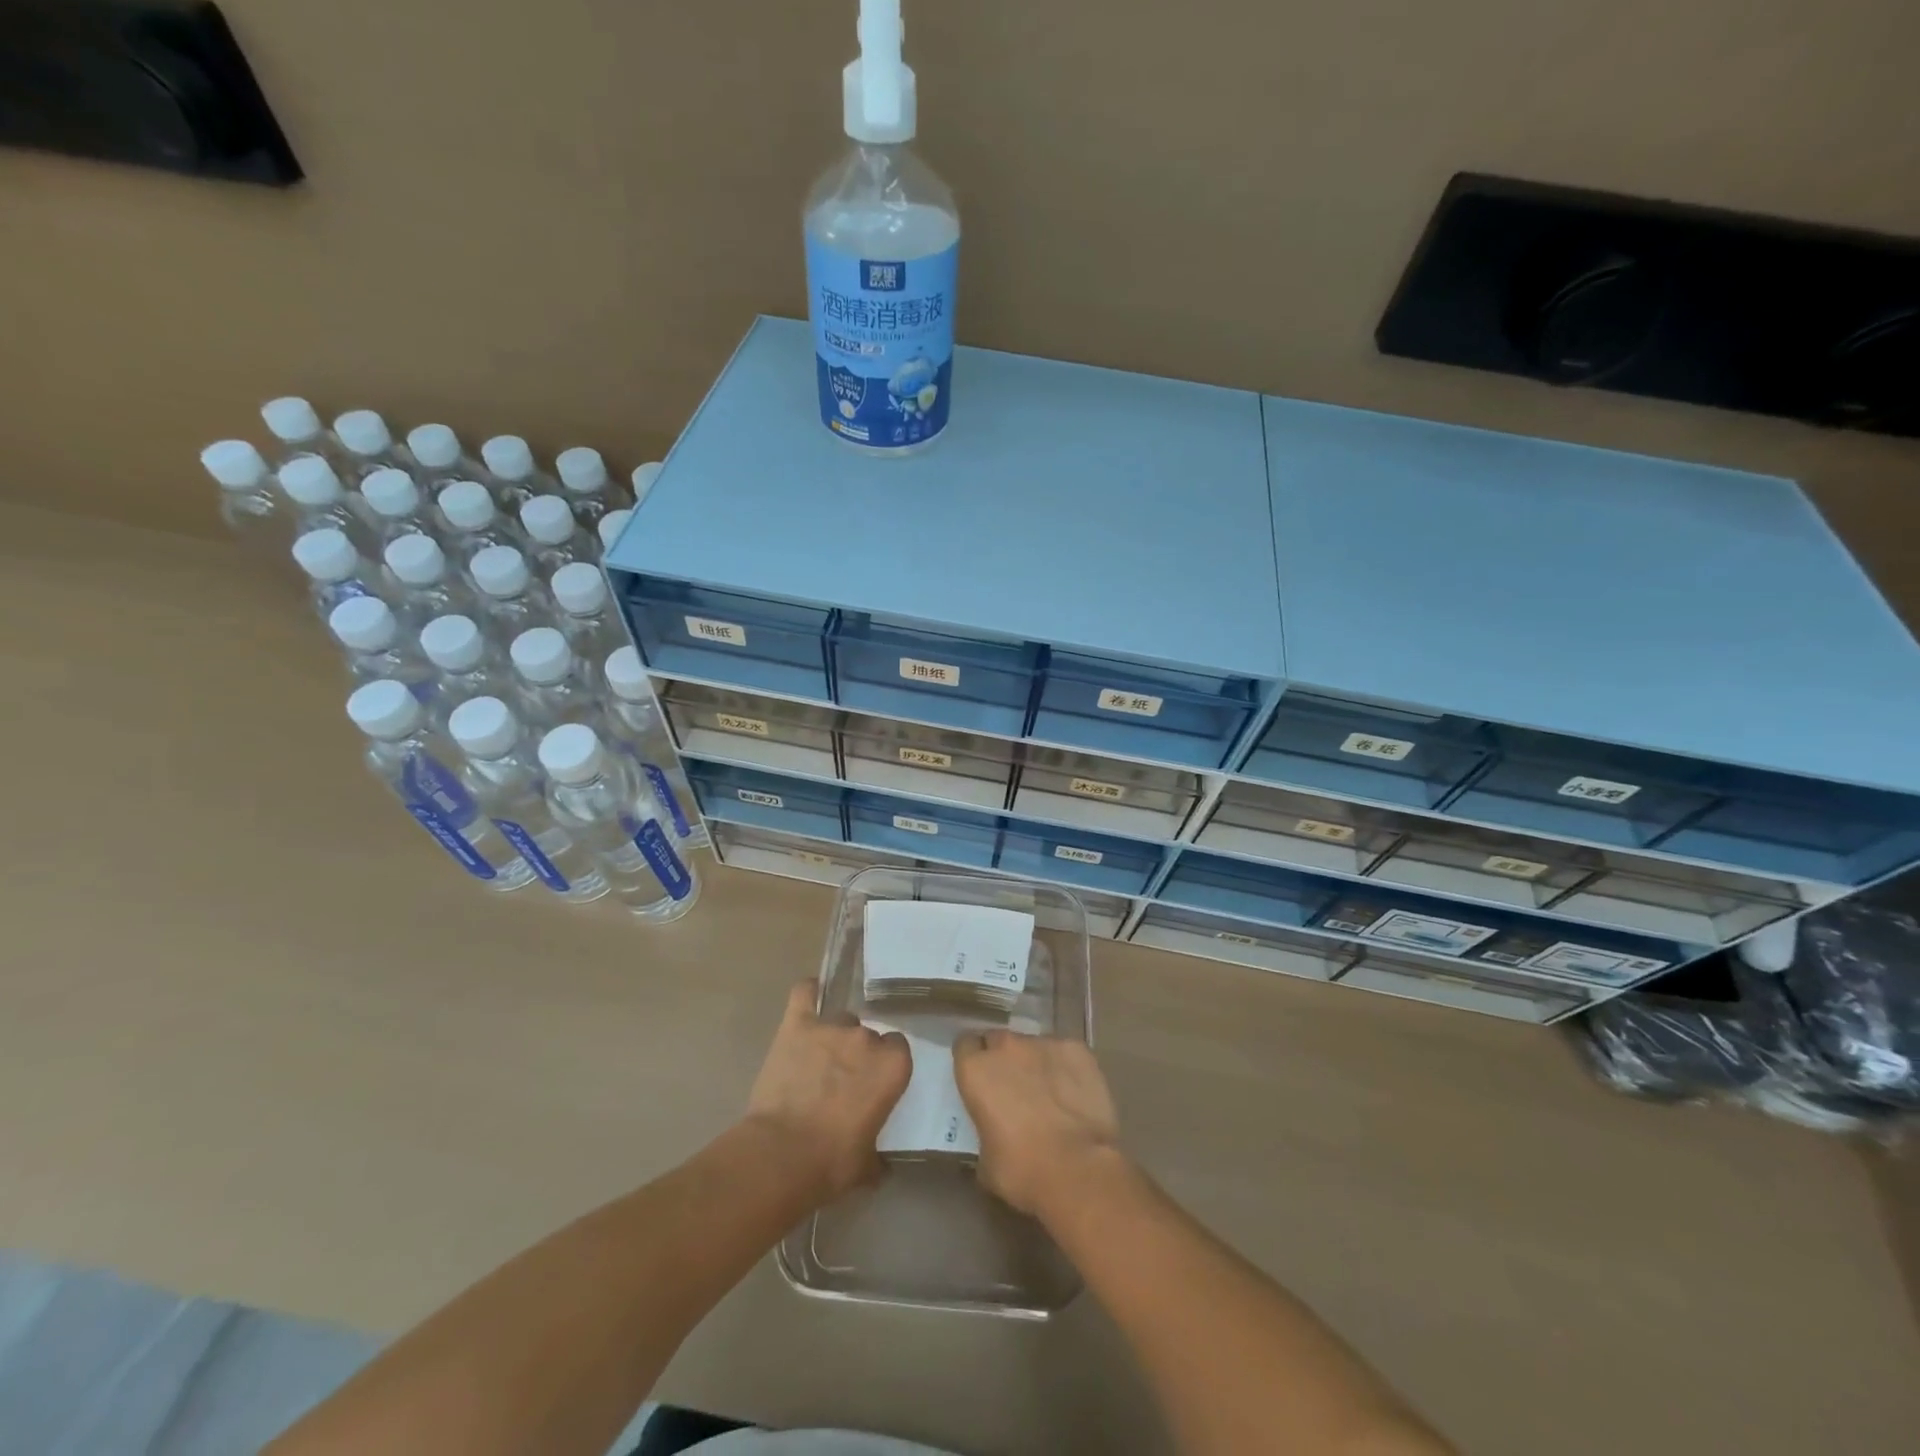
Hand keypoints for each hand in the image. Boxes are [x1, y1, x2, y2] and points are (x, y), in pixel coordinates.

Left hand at [744, 982, 910, 1202]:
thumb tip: (881, 1164)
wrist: (781, 1155)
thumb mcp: (867, 1165)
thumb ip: (878, 1153)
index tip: (873, 1082)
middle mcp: (867, 1038)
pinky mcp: (797, 1024)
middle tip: (843, 1080)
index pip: (898, 1049)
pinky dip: (808, 993)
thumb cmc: (831, 1163)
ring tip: (817, 1059)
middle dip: (858, 1053)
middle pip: (868, 1034)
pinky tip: (808, 997)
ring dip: (833, 1036)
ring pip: (839, 1020)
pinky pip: (805, 993)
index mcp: (892, 1066)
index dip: (885, 1065)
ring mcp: (831, 1027)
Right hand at [953, 1029, 1121, 1219]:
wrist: (1078, 1169)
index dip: (972, 1060)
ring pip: (1033, 1046)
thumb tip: (994, 1133)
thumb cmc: (1022, 1170)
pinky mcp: (1076, 1049)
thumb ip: (984, 1130)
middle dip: (1003, 1059)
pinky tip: (1075, 1093)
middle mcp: (1007, 1047)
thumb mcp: (985, 1159)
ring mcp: (1044, 1043)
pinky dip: (1066, 1067)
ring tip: (1049, 1093)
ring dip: (1035, 1063)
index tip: (980, 1078)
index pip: (965, 1046)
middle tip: (1013, 1087)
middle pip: (998, 1040)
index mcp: (976, 1069)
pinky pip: (1065, 1053)